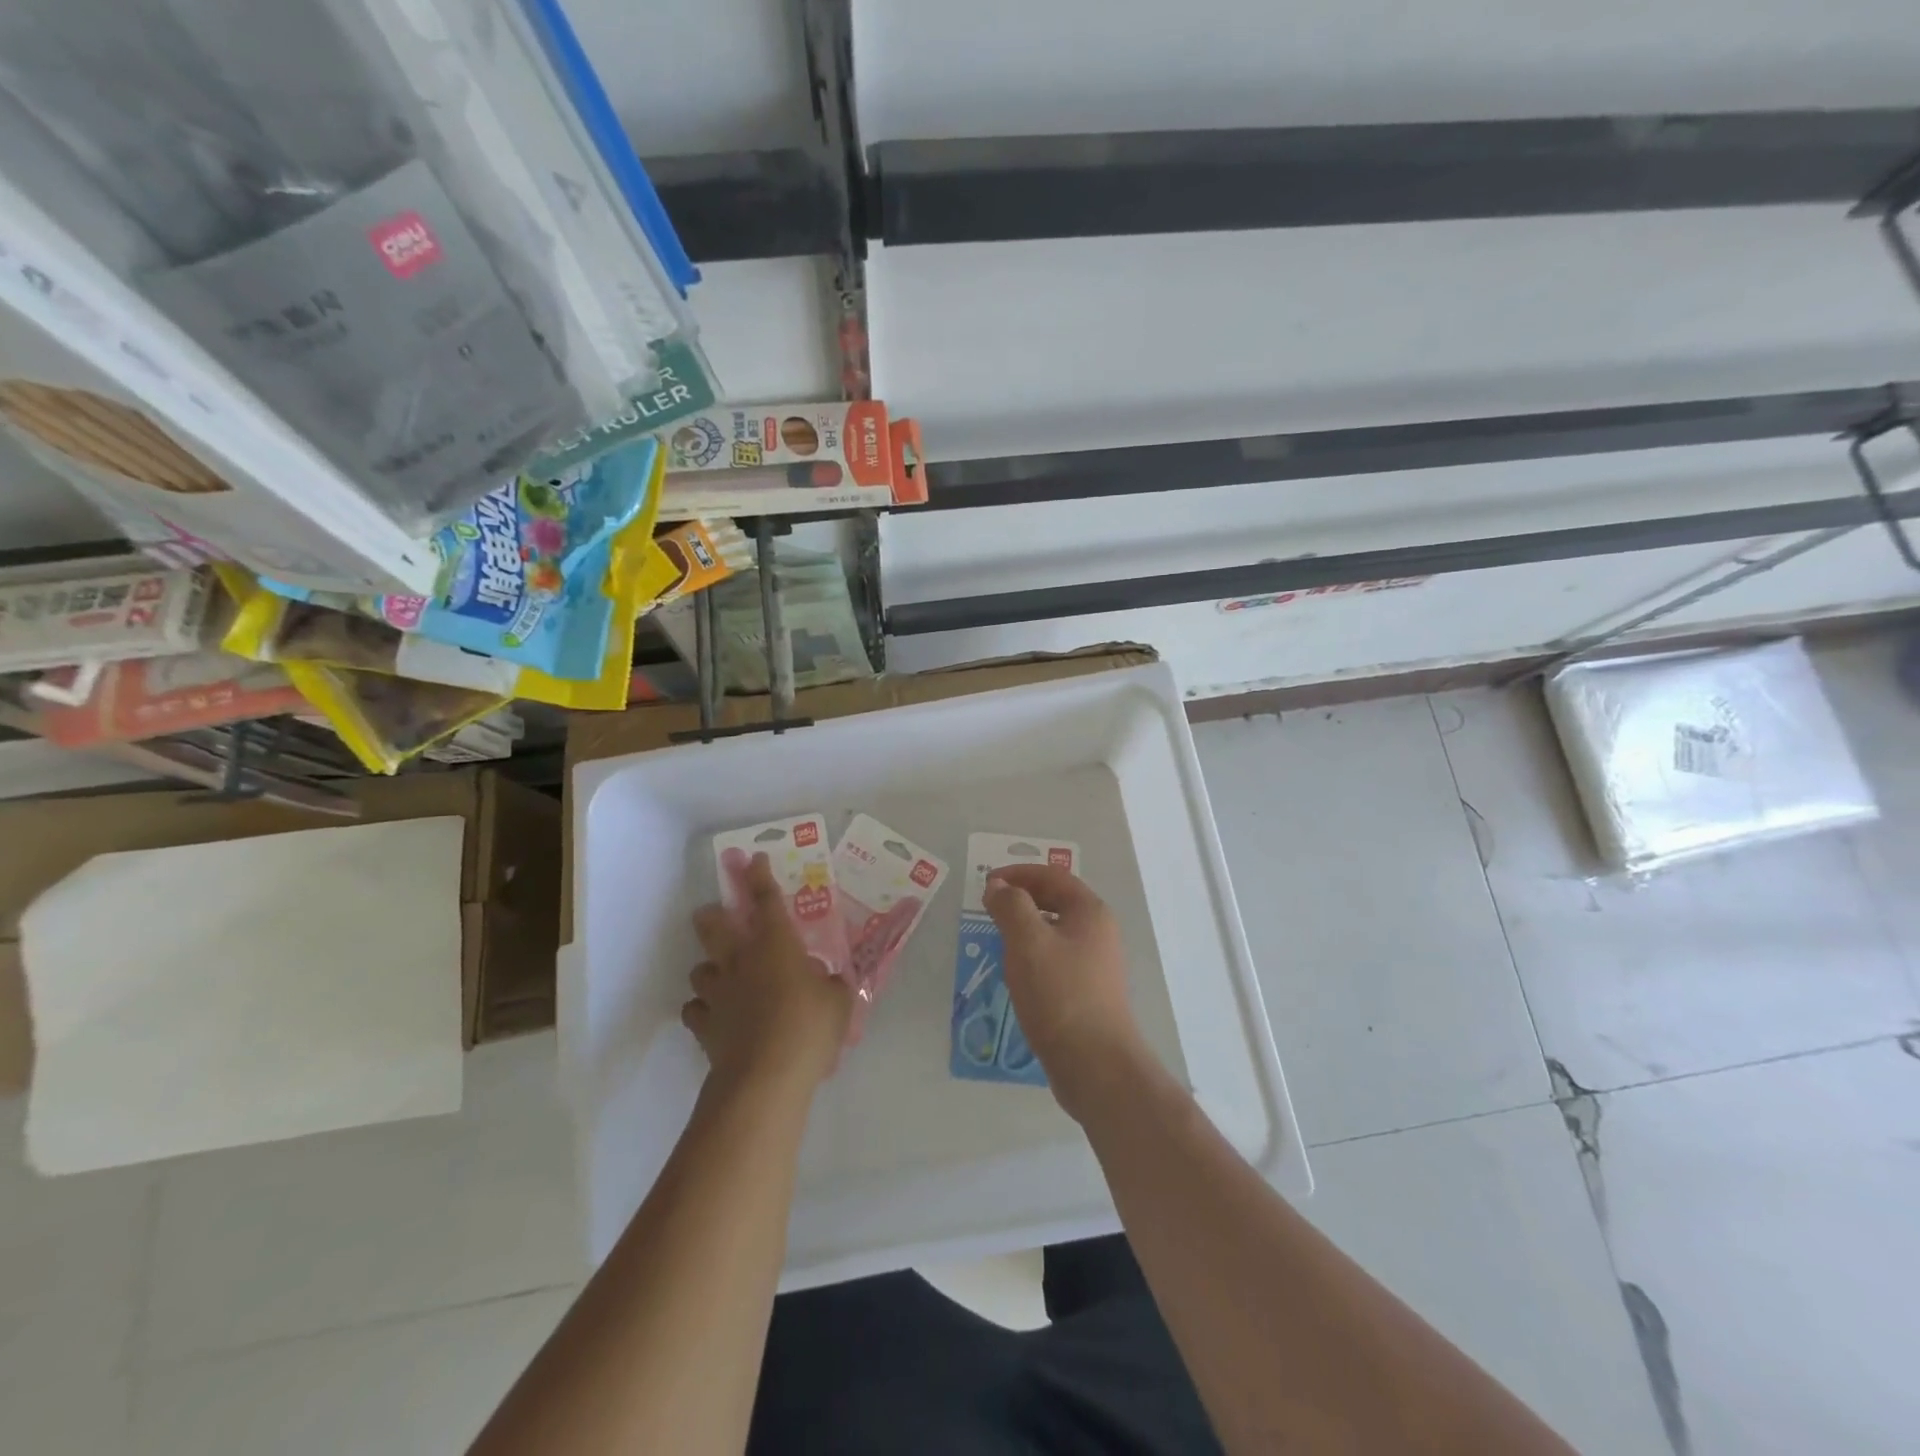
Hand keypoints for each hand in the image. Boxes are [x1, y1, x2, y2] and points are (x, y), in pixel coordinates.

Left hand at [684, 853, 852, 1095]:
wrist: (765, 1077)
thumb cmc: (809, 1027)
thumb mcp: (838, 1001)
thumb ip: (831, 985)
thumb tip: (825, 981)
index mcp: (777, 944)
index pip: (766, 900)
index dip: (758, 876)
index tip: (752, 859)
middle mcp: (742, 960)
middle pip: (714, 925)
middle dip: (712, 914)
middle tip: (714, 913)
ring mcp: (718, 993)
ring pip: (700, 969)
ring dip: (710, 969)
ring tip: (722, 978)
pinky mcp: (704, 1025)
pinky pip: (696, 1009)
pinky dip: (704, 1010)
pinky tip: (716, 1016)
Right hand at [983, 865, 1147, 1120]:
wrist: (1096, 1064)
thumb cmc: (1059, 994)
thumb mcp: (1027, 942)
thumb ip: (1011, 906)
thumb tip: (1000, 887)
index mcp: (1090, 911)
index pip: (1052, 876)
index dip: (1018, 873)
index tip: (988, 883)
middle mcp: (1099, 931)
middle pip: (1057, 900)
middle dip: (1023, 898)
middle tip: (991, 906)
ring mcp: (1097, 964)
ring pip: (1057, 931)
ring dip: (1027, 926)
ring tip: (998, 937)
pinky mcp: (1090, 992)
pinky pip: (1058, 958)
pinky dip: (1035, 954)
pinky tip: (1018, 973)